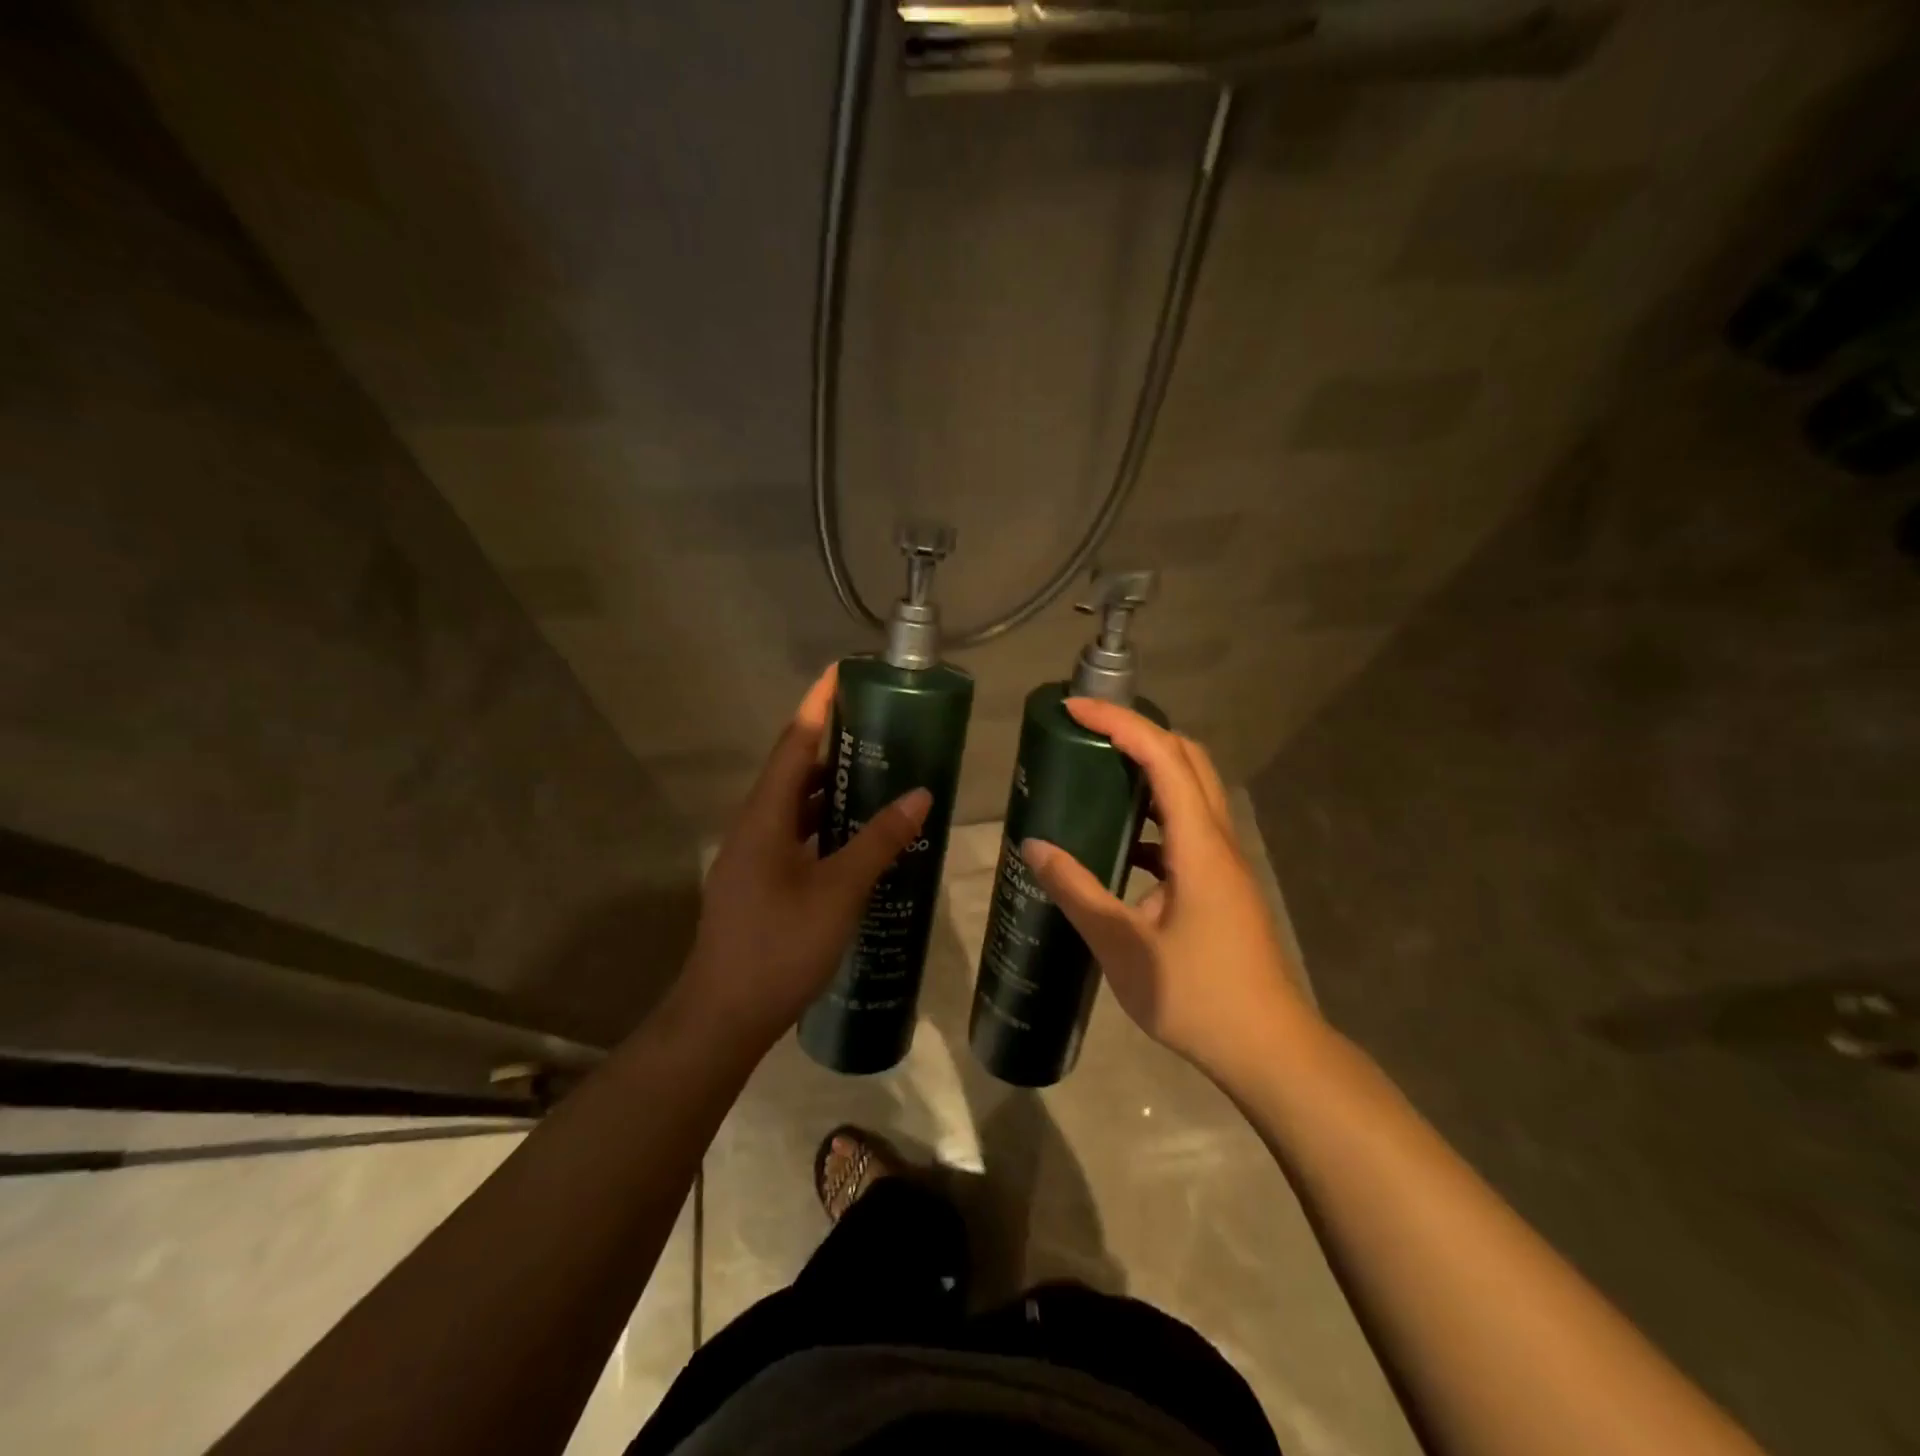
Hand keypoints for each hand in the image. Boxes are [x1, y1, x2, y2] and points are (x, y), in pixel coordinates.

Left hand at [680, 667, 931, 1045]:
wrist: (723, 1018)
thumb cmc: (779, 947)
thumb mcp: (839, 891)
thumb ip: (879, 841)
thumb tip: (920, 794)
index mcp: (764, 816)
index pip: (793, 742)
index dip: (818, 704)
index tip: (842, 672)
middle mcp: (754, 826)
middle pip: (793, 769)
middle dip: (832, 742)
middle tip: (879, 725)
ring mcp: (754, 857)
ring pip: (795, 806)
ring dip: (831, 786)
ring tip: (877, 772)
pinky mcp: (760, 882)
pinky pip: (797, 835)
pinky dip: (827, 824)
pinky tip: (859, 834)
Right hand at [1019, 699, 1318, 1085]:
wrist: (1269, 1049)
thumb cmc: (1198, 998)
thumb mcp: (1123, 947)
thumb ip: (1077, 892)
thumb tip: (1035, 847)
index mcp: (1199, 845)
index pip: (1164, 757)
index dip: (1121, 724)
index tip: (1075, 711)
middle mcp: (1218, 840)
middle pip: (1188, 758)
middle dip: (1139, 732)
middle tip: (1088, 733)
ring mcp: (1225, 862)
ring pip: (1192, 790)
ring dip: (1149, 769)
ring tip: (1099, 773)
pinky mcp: (1222, 883)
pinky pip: (1187, 828)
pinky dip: (1154, 815)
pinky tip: (1121, 843)